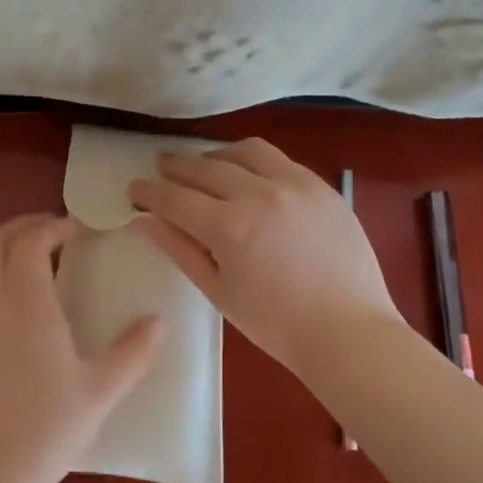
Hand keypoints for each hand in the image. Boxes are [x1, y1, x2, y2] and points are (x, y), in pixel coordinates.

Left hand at [0, 214, 160, 482]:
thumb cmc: (45, 431)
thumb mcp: (100, 393)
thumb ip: (132, 354)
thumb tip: (157, 322)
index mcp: (28, 308)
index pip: (28, 242)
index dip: (50, 225)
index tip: (78, 228)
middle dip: (22, 226)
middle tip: (57, 230)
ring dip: (14, 254)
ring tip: (53, 265)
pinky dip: (9, 283)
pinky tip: (39, 312)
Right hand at [126, 138, 399, 371]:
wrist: (349, 332)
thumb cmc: (276, 324)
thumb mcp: (219, 292)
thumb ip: (179, 250)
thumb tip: (142, 222)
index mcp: (230, 227)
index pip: (175, 198)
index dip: (149, 192)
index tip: (133, 189)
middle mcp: (260, 194)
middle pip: (205, 168)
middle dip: (176, 167)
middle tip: (160, 169)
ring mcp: (295, 185)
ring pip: (245, 151)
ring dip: (216, 154)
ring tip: (205, 166)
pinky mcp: (321, 186)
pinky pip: (280, 159)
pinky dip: (254, 160)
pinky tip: (249, 174)